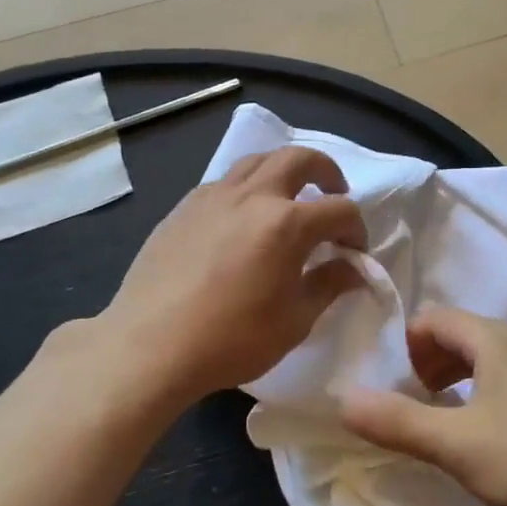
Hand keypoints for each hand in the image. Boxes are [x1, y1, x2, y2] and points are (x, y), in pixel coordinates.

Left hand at [60, 146, 366, 411]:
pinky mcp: (185, 207)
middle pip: (299, 159)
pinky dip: (247, 188)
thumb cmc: (232, 339)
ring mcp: (214, 196)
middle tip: (333, 194)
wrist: (150, 346)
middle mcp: (253, 196)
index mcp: (287, 223)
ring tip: (288, 196)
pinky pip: (225, 182)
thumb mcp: (294, 321)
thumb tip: (353, 270)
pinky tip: (243, 218)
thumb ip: (329, 285)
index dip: (356, 229)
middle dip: (326, 172)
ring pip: (258, 160)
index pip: (340, 210)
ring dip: (284, 170)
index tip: (355, 253)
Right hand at [339, 307, 506, 505]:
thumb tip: (344, 400)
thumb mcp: (453, 444)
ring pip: (491, 358)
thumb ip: (397, 421)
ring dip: (460, 377)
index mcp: (497, 340)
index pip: (438, 319)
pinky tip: (489, 433)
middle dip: (431, 360)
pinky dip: (488, 392)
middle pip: (465, 335)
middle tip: (413, 400)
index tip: (393, 381)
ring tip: (444, 417)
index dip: (409, 343)